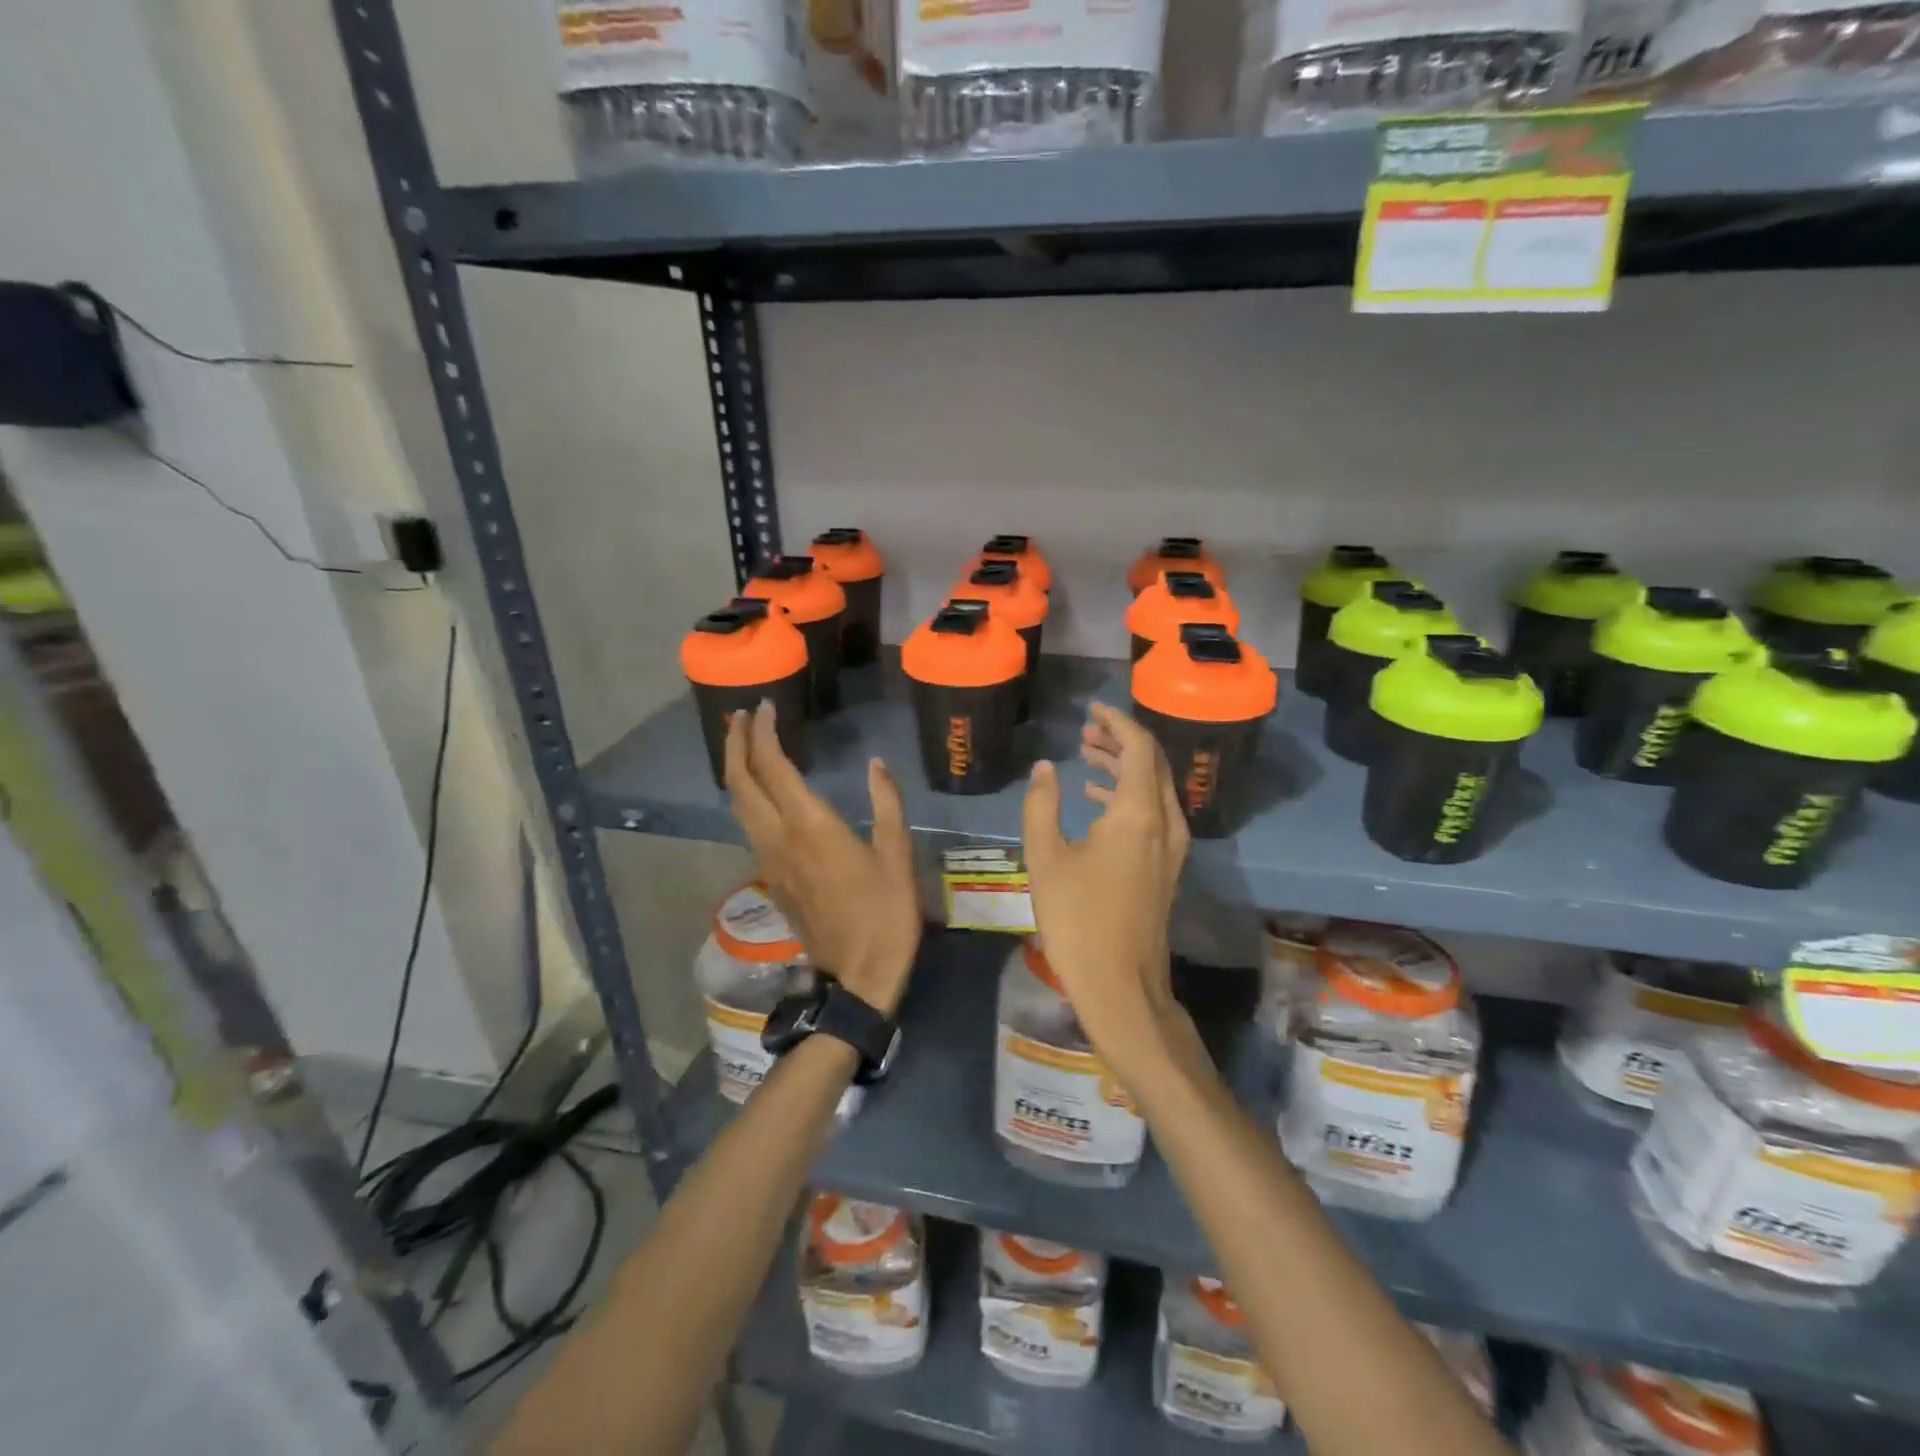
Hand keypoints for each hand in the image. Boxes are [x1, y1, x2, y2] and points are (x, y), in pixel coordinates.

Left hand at [725, 701, 920, 1015]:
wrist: (858, 976)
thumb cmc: (885, 913)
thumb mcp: (898, 855)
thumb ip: (886, 804)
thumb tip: (876, 764)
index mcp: (810, 826)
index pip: (773, 767)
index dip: (764, 733)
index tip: (765, 707)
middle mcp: (779, 838)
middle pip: (740, 783)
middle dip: (735, 744)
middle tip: (742, 717)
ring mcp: (769, 861)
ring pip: (737, 806)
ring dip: (735, 769)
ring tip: (743, 744)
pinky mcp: (771, 879)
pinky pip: (747, 826)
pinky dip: (745, 797)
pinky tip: (759, 792)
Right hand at [1021, 703, 1192, 1073]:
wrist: (1121, 985)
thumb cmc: (1078, 920)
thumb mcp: (1046, 858)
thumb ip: (1042, 805)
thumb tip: (1043, 768)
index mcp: (1139, 813)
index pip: (1138, 747)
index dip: (1116, 722)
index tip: (1092, 709)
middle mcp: (1165, 822)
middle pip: (1151, 763)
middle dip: (1120, 740)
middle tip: (1086, 729)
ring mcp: (1170, 847)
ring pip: (1153, 788)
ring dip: (1123, 767)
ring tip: (1086, 753)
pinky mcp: (1165, 866)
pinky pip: (1152, 812)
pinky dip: (1127, 795)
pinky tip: (1096, 797)